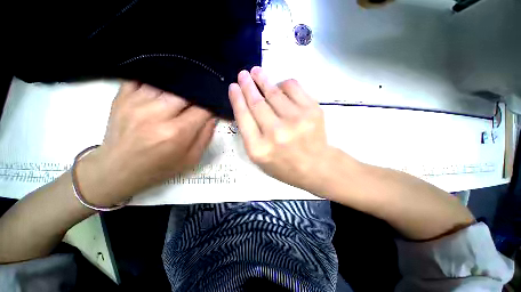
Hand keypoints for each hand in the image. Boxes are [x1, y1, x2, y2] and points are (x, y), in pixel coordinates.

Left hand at [77, 82, 214, 206]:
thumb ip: (206, 136)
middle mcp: (156, 114)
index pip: (202, 109)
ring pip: (167, 82)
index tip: (212, 109)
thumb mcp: (191, 159)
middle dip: (196, 96)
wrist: (117, 170)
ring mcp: (135, 102)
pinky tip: (163, 89)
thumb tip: (212, 116)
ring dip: (178, 89)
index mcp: (176, 133)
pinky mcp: (121, 97)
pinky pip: (144, 78)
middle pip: (185, 92)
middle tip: (197, 103)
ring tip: (181, 97)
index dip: (210, 107)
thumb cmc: (159, 167)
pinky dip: (157, 81)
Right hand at [229, 67, 334, 192]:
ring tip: (256, 72)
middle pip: (257, 103)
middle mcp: (276, 133)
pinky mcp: (312, 111)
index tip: (233, 87)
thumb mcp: (260, 158)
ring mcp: (295, 120)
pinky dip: (283, 84)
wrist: (316, 166)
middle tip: (243, 74)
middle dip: (247, 86)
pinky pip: (293, 87)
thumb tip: (245, 107)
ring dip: (263, 79)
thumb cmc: (284, 165)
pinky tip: (279, 86)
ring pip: (274, 92)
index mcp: (259, 148)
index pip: (243, 117)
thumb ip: (250, 135)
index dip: (237, 99)